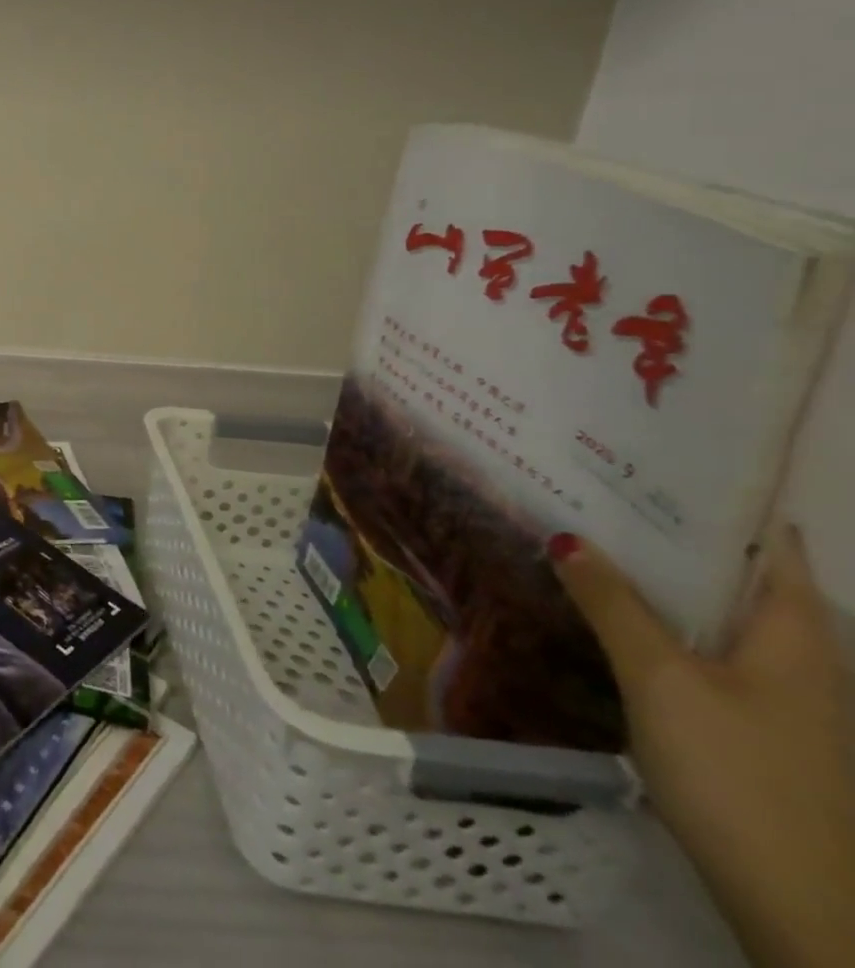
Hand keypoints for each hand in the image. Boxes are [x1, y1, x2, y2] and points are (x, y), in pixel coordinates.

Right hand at [553, 526, 854, 967]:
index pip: (768, 546)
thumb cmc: (738, 774)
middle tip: (596, 490)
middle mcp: (795, 657)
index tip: (657, 462)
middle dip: (671, 534)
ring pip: (712, 613)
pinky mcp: (749, 724)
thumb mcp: (662, 680)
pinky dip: (659, 619)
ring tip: (589, 539)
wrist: (798, 904)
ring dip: (659, 578)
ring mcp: (777, 696)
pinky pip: (700, 647)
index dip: (722, 501)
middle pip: (735, 576)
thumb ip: (614, 605)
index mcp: (794, 636)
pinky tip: (608, 614)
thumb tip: (568, 535)